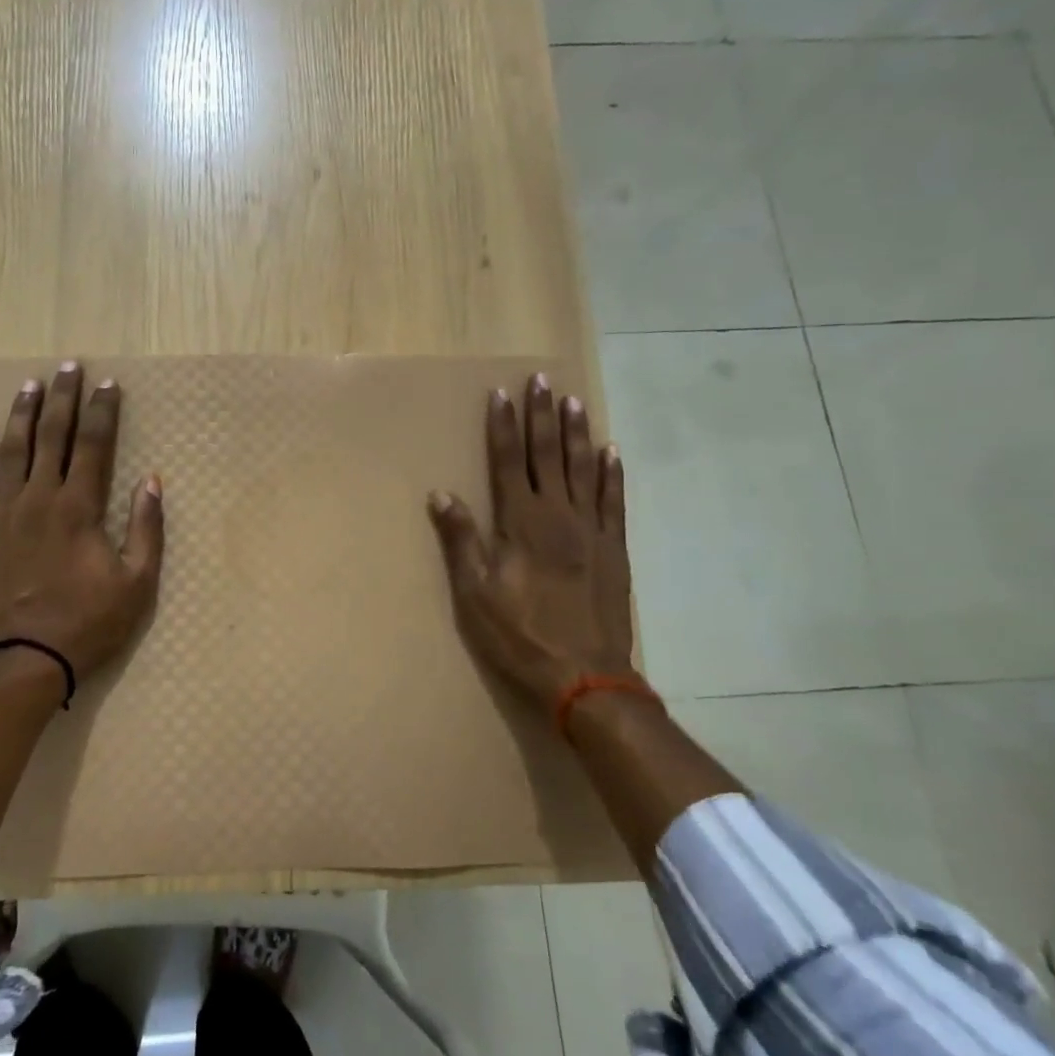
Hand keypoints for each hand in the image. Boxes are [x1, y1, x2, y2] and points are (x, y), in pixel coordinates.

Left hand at [0, 361, 163, 683]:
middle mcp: (38, 499)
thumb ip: (146, 528)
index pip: (93, 445)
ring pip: (11, 451)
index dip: (102, 411)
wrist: (23, 660)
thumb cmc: (87, 623)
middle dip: (62, 398)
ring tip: (29, 386)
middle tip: (68, 367)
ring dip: (22, 415)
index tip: (108, 384)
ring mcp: (3, 514)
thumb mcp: (137, 583)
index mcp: (78, 508)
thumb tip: (153, 481)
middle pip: (51, 436)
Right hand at [427, 376, 635, 704]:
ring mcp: (591, 530)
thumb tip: (440, 494)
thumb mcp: (475, 592)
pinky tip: (610, 451)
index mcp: (522, 523)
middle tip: (541, 380)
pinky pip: (614, 500)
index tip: (502, 394)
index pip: (509, 462)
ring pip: (583, 469)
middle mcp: (559, 515)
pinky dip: (612, 473)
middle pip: (548, 455)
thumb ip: (460, 540)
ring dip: (576, 433)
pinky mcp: (614, 548)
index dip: (503, 427)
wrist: (585, 676)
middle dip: (542, 415)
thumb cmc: (520, 634)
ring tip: (573, 400)